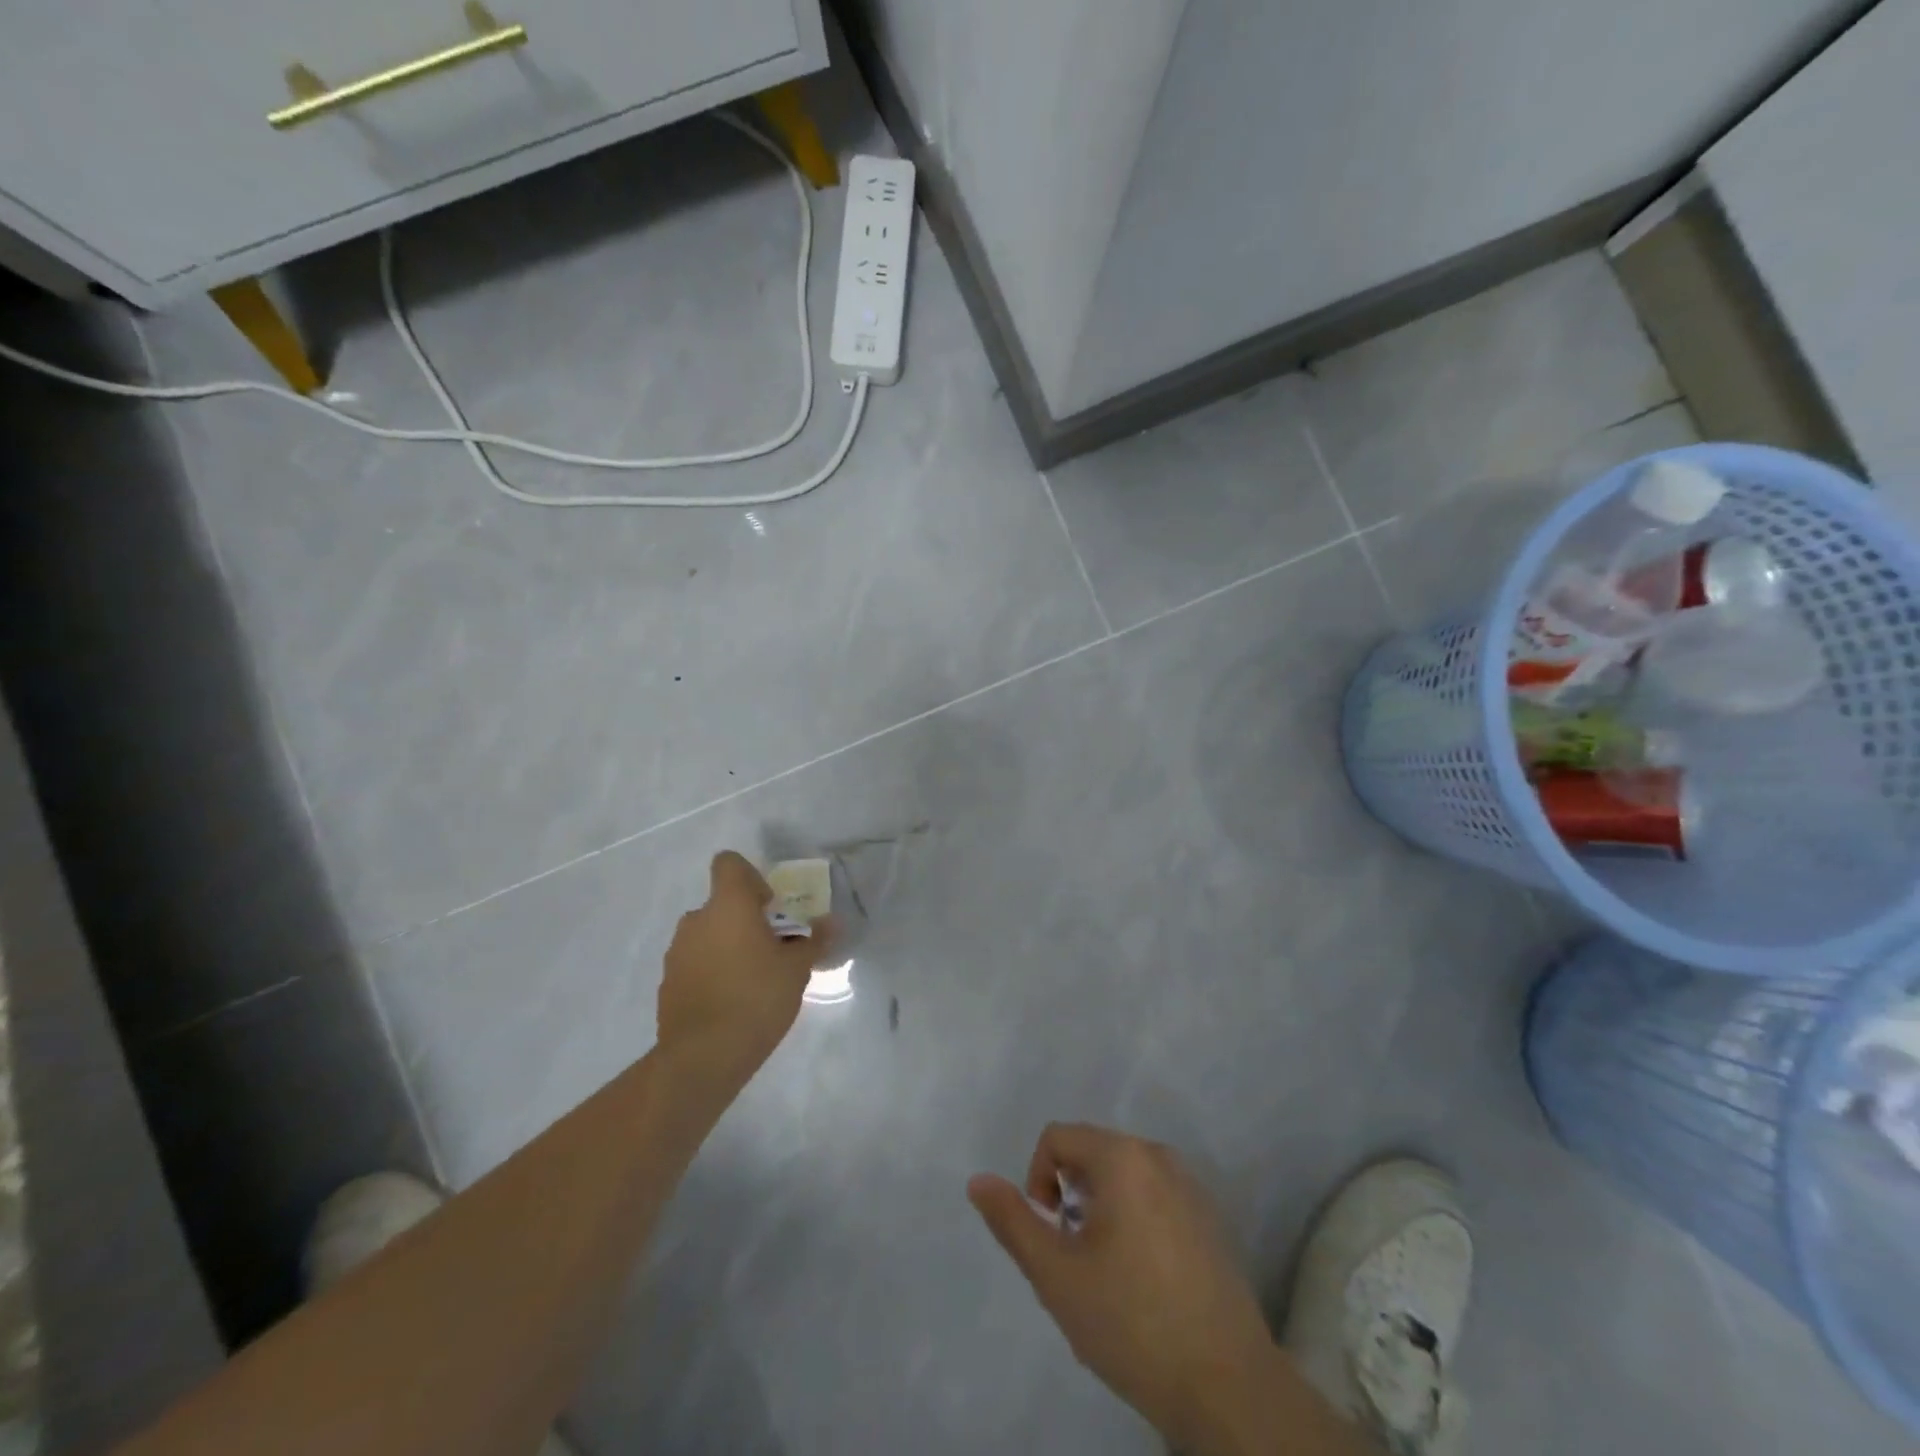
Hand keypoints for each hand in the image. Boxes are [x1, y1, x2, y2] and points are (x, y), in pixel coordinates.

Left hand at [657, 852, 833, 1074]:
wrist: (703, 1057)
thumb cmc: (757, 998)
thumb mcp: (797, 969)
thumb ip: (814, 940)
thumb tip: (832, 922)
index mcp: (728, 905)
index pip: (729, 864)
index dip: (750, 877)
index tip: (768, 907)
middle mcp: (696, 920)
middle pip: (721, 904)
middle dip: (745, 920)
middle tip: (771, 950)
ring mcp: (676, 952)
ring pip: (707, 935)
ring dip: (727, 947)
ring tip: (752, 981)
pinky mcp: (667, 983)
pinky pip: (694, 964)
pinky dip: (711, 972)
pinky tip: (731, 1003)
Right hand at [968, 1124, 1279, 1452]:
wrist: (1228, 1386)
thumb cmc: (1132, 1321)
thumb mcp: (1056, 1275)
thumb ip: (1013, 1221)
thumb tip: (978, 1180)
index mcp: (1122, 1157)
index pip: (1058, 1138)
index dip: (1037, 1179)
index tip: (1048, 1233)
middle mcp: (1158, 1155)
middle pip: (1092, 1153)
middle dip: (1071, 1196)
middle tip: (1074, 1257)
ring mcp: (1191, 1186)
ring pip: (1124, 1177)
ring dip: (1101, 1208)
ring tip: (1106, 1271)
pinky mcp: (1211, 1219)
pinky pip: (1155, 1197)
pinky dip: (1135, 1219)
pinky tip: (1144, 1280)